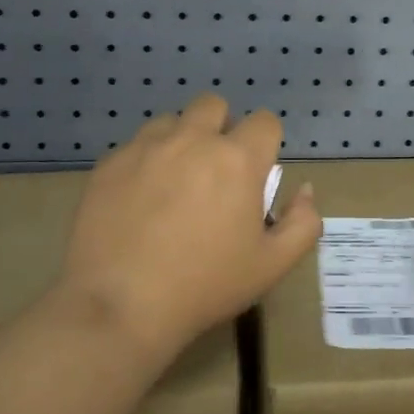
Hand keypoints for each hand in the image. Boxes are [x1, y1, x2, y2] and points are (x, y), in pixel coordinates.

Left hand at [56, 94, 320, 357]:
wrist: (120, 307)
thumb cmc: (205, 286)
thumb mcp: (272, 265)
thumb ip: (302, 222)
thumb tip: (304, 190)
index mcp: (237, 159)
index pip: (264, 122)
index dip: (265, 144)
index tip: (256, 174)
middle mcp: (193, 140)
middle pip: (214, 105)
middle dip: (221, 128)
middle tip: (215, 171)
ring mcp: (145, 148)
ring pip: (171, 122)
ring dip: (180, 141)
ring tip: (174, 182)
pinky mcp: (109, 164)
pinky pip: (134, 146)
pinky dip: (144, 163)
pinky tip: (138, 201)